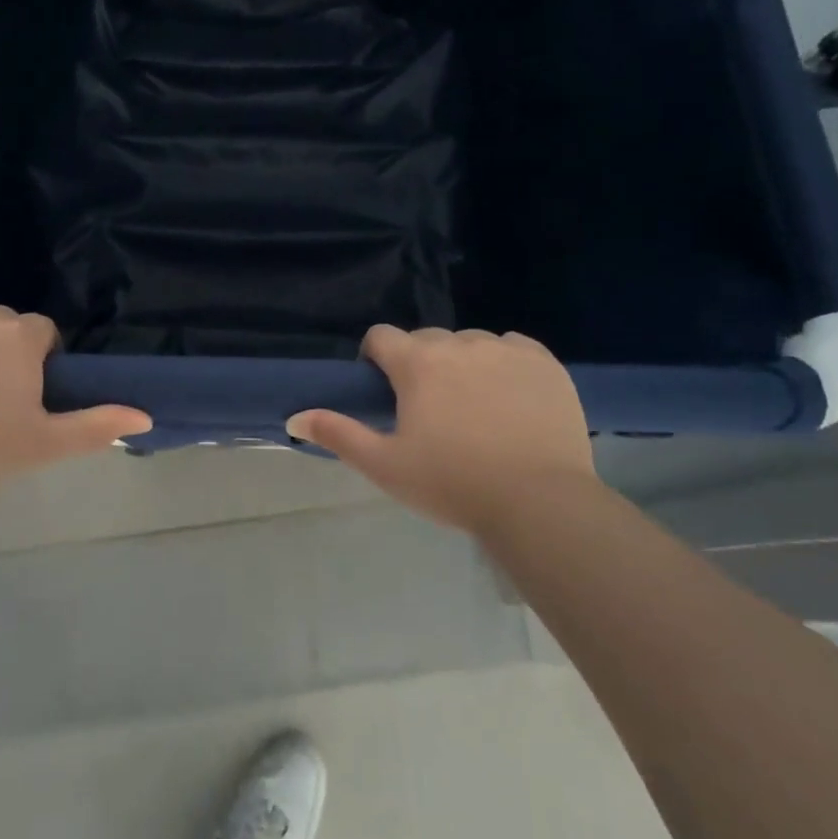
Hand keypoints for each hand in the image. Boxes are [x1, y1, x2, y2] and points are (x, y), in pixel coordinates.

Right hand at [286, 325, 600, 533]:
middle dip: (419, 363)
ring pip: (470, 342)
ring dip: (462, 362)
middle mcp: (459, 343)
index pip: (381, 336)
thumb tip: (294, 417)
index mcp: (417, 362)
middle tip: (429, 408)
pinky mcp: (543, 362)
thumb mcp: (385, 466)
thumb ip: (337, 434)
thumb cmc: (452, 484)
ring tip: (473, 406)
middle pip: (426, 339)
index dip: (375, 358)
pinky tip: (510, 397)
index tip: (384, 389)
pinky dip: (505, 363)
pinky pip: (513, 347)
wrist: (539, 502)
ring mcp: (505, 349)